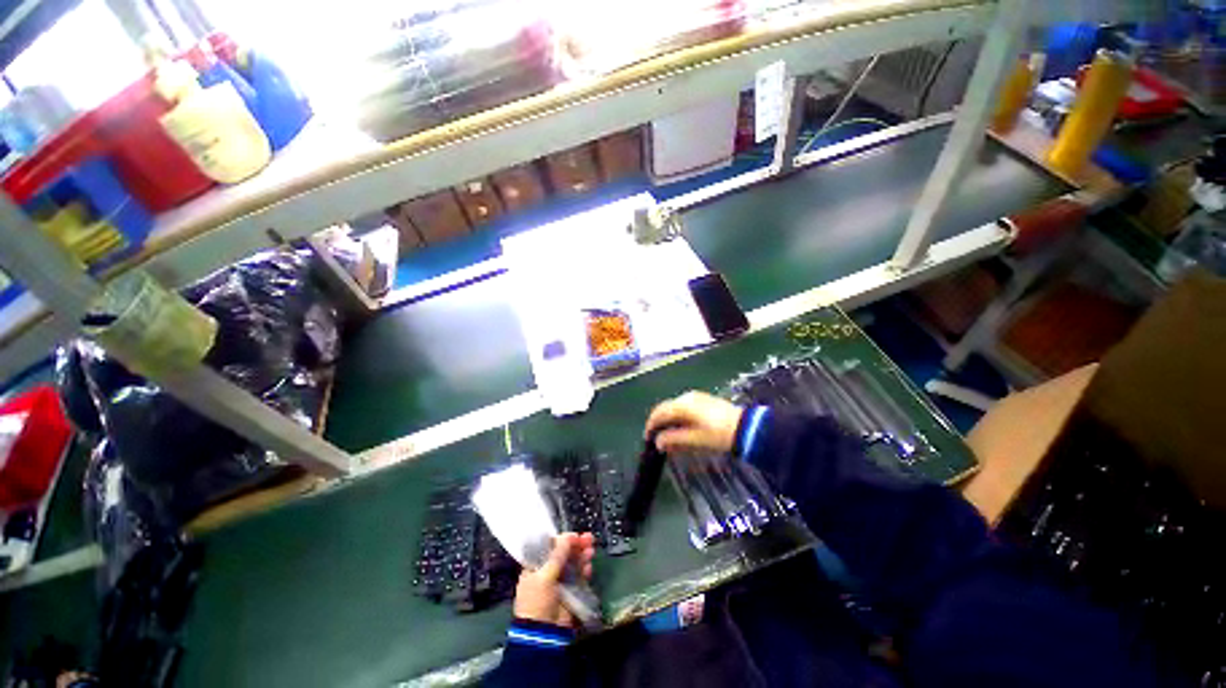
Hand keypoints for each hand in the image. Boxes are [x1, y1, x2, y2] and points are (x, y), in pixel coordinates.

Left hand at [513, 532, 595, 626]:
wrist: (544, 634)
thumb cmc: (537, 601)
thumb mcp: (544, 576)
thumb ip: (557, 555)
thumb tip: (568, 536)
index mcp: (535, 566)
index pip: (549, 547)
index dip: (562, 540)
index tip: (573, 536)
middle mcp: (547, 571)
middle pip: (564, 553)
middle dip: (576, 545)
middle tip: (588, 538)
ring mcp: (560, 581)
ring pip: (573, 563)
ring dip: (582, 555)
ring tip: (591, 550)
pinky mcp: (570, 591)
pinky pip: (579, 576)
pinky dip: (585, 570)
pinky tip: (589, 566)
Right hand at [644, 391, 744, 455]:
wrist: (747, 428)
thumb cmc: (720, 434)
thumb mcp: (695, 439)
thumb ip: (674, 439)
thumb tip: (658, 442)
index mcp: (683, 404)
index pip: (660, 412)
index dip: (651, 425)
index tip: (648, 438)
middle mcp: (687, 397)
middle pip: (667, 410)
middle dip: (661, 426)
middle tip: (660, 442)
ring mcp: (697, 397)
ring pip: (676, 410)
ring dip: (671, 424)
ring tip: (672, 441)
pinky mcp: (704, 401)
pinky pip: (686, 409)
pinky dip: (681, 420)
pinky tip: (684, 433)